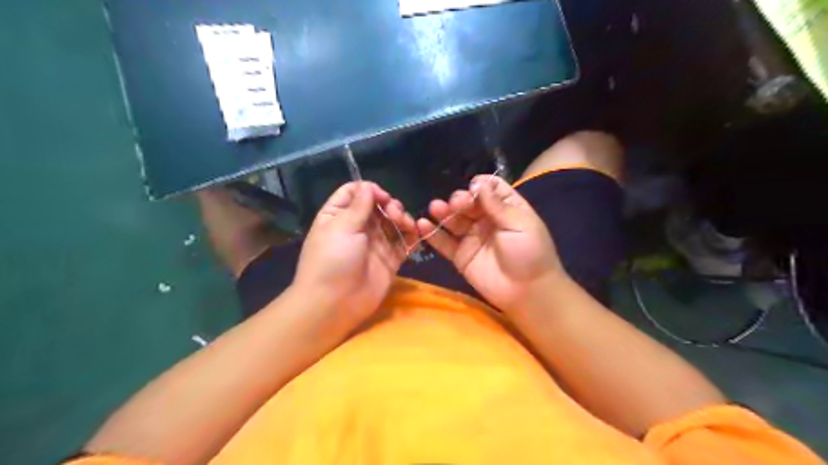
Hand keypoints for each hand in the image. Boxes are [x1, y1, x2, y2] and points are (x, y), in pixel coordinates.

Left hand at [295, 179, 417, 329]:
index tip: (381, 196)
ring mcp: (375, 244)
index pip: (354, 193)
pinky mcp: (390, 259)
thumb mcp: (341, 227)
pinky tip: (415, 231)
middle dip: (389, 204)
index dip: (369, 190)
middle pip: (377, 207)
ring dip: (401, 218)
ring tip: (404, 223)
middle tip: (394, 212)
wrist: (334, 303)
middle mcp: (357, 227)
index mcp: (338, 216)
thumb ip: (359, 206)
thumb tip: (369, 185)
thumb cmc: (332, 260)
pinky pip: (404, 242)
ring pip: (393, 222)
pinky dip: (412, 235)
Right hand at [417, 175, 565, 313]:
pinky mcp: (460, 256)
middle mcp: (486, 220)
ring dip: (443, 212)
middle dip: (460, 200)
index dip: (480, 185)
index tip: (473, 187)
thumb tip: (479, 183)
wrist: (527, 291)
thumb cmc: (530, 254)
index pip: (490, 189)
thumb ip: (497, 205)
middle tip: (455, 203)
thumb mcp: (520, 225)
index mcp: (506, 209)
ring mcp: (472, 238)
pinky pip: (444, 242)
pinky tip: (422, 225)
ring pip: (454, 220)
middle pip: (468, 203)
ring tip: (435, 208)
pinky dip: (432, 234)